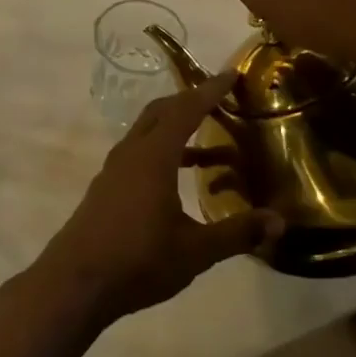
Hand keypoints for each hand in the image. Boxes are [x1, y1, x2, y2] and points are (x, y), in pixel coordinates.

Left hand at [33, 74, 282, 327]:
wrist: (76, 282)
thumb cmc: (138, 260)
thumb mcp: (195, 251)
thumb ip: (237, 233)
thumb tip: (280, 221)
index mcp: (153, 156)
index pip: (185, 110)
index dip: (209, 90)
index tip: (231, 74)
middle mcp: (131, 153)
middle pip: (161, 112)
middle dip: (190, 101)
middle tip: (221, 100)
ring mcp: (114, 169)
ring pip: (148, 133)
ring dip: (177, 130)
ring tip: (213, 146)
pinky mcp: (106, 188)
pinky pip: (139, 153)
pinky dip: (163, 152)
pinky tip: (180, 179)